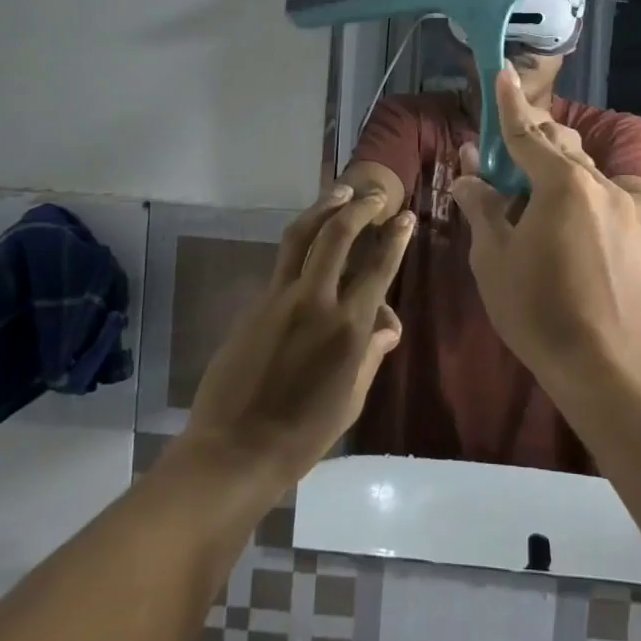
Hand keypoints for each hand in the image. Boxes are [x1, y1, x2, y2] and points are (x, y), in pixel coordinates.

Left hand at [181, 185, 410, 493]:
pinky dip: (301, 242)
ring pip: (302, 235)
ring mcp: (279, 298)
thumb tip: (387, 326)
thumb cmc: (303, 435)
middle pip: (338, 235)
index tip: (406, 217)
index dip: (395, 238)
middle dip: (360, 207)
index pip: (379, 268)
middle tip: (375, 194)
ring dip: (324, 207)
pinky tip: (310, 239)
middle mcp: (315, 301)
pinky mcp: (254, 303)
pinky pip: (283, 262)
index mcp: (347, 327)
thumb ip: (371, 354)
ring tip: (341, 190)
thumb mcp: (352, 400)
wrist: (234, 450)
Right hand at [449, 65, 640, 387]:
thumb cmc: (538, 310)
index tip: (503, 72)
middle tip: (505, 162)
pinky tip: (568, 238)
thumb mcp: (494, 258)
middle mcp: (599, 186)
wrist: (607, 368)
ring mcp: (625, 212)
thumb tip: (467, 177)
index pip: (526, 133)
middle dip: (532, 141)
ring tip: (533, 205)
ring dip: (556, 174)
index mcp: (561, 184)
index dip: (509, 104)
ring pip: (585, 174)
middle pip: (561, 146)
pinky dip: (580, 204)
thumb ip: (482, 208)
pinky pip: (604, 204)